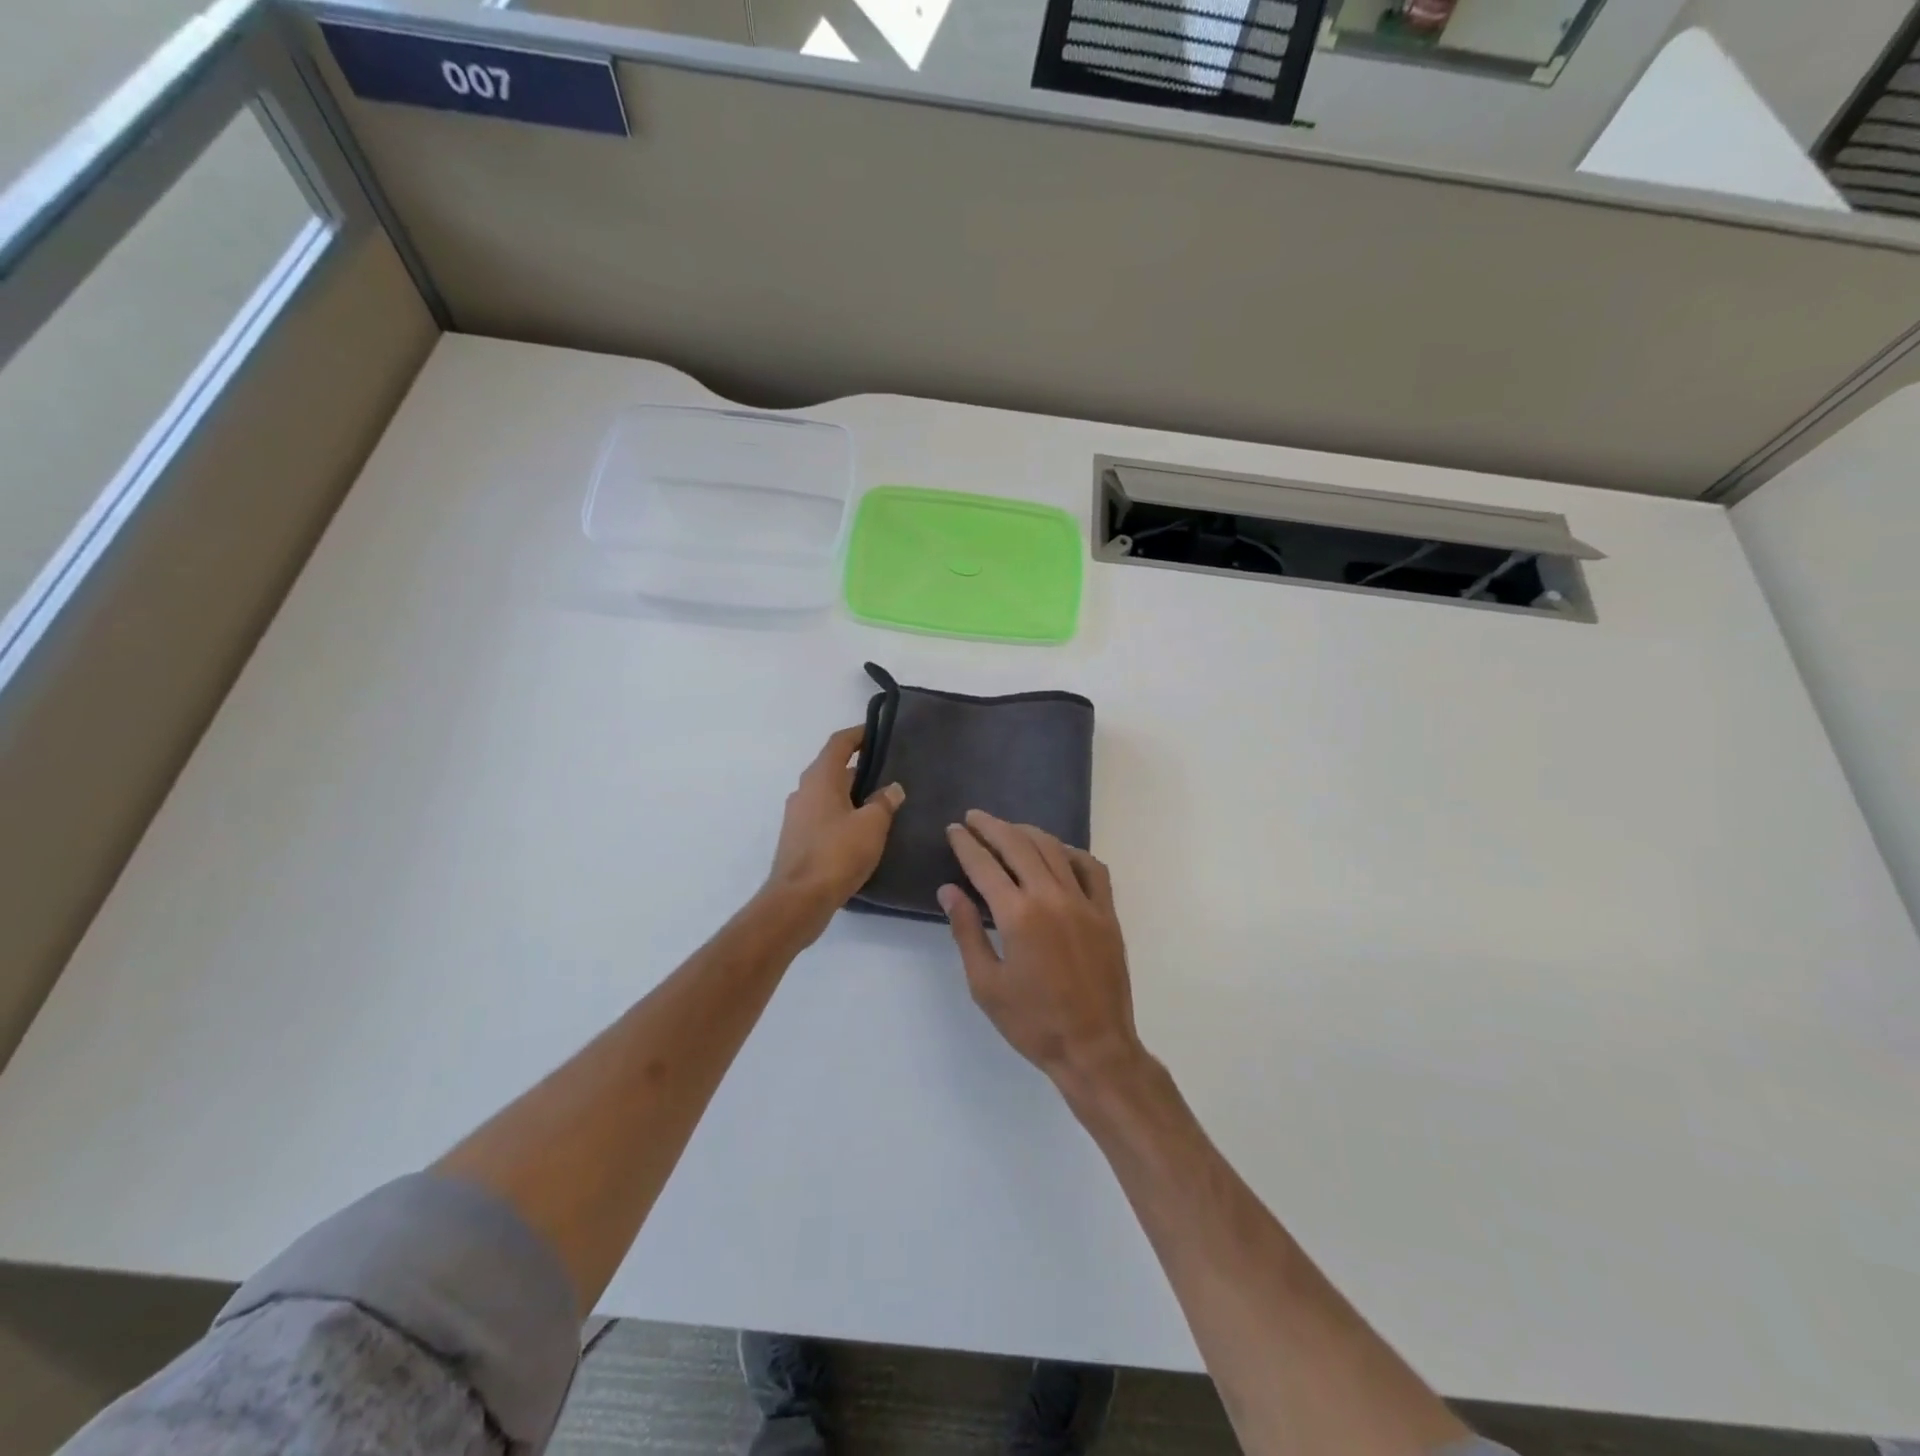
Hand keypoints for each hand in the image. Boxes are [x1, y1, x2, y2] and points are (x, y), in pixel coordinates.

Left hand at [767, 726, 903, 916]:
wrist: (798, 900)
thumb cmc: (837, 854)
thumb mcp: (872, 825)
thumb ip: (884, 802)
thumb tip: (892, 788)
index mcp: (821, 778)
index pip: (839, 743)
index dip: (859, 734)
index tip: (879, 732)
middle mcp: (804, 791)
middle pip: (834, 769)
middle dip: (861, 768)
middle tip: (890, 773)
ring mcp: (798, 816)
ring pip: (829, 794)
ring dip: (852, 795)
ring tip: (882, 803)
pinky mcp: (798, 839)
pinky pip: (824, 816)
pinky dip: (843, 815)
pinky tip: (863, 831)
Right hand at [939, 811, 1143, 1091]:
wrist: (1094, 1047)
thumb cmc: (1033, 1022)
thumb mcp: (985, 984)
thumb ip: (966, 931)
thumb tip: (949, 890)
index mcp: (1018, 916)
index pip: (985, 865)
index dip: (966, 844)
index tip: (954, 830)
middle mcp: (1052, 897)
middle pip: (1018, 846)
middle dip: (992, 827)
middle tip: (974, 818)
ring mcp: (1084, 902)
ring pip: (1054, 849)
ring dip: (1027, 833)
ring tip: (1008, 829)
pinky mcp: (1107, 913)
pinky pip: (1092, 868)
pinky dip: (1072, 853)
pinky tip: (1058, 853)